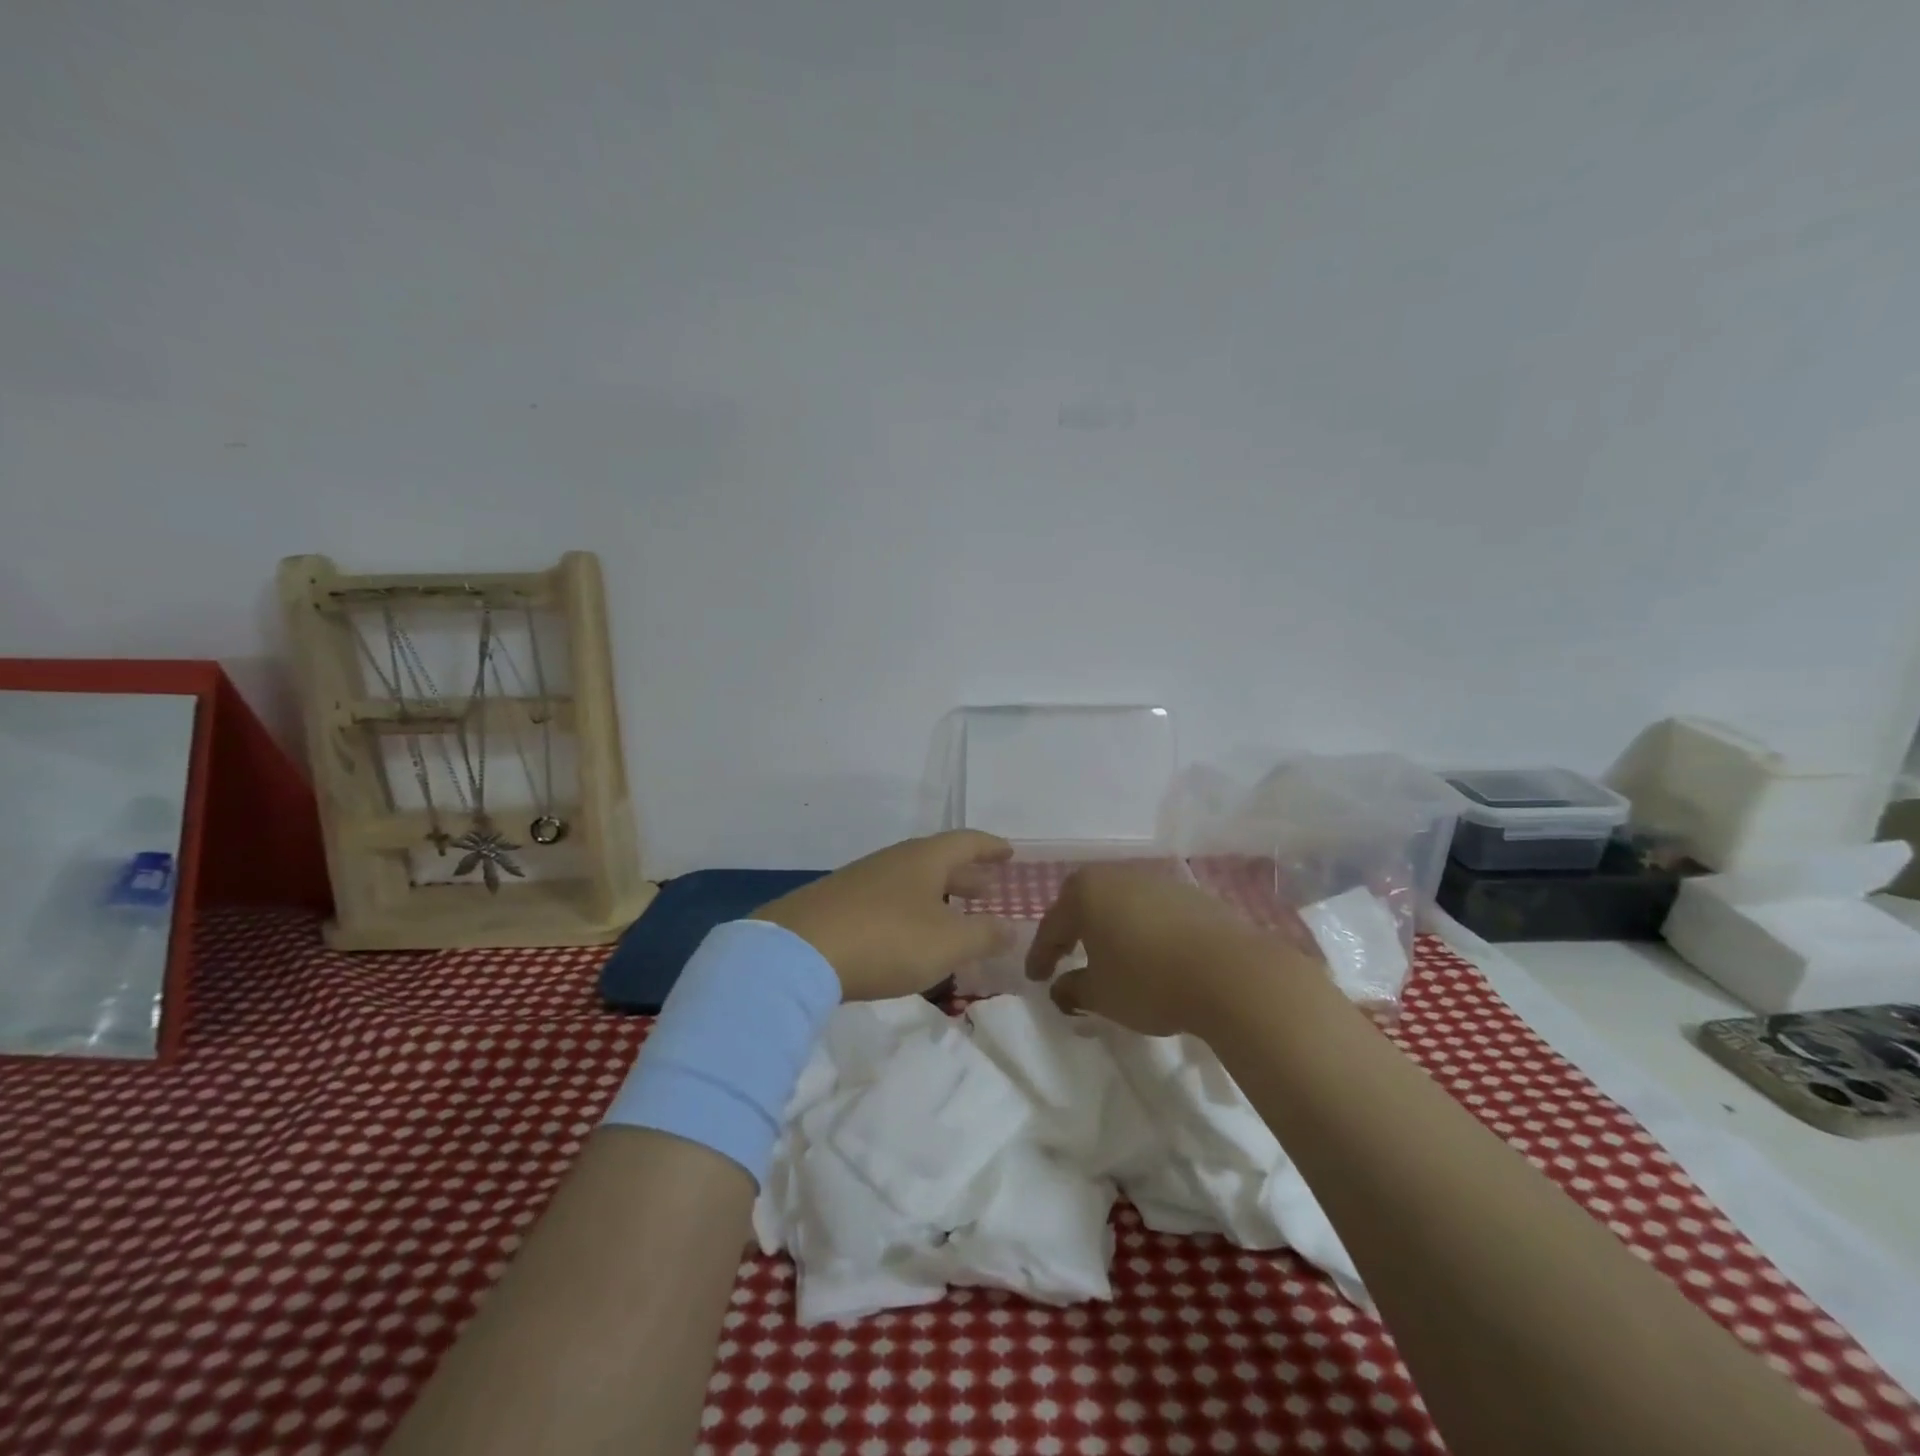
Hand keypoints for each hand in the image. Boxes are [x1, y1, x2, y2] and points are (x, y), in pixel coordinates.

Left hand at [752, 831, 1015, 1000]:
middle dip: (965, 875)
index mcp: (924, 859)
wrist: (798, 952)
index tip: (1009, 853)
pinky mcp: (838, 903)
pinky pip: (887, 899)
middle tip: (988, 888)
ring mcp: (862, 880)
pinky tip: (908, 933)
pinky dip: (909, 910)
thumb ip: (984, 935)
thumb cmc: (887, 940)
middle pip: (938, 860)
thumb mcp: (947, 943)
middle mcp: (894, 860)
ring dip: (936, 894)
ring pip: (910, 880)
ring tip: (952, 913)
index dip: (990, 848)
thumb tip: (1011, 928)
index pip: (966, 842)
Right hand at [1026, 865, 1303, 1036]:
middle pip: (1084, 901)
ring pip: (1120, 902)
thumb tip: (1060, 988)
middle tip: (1065, 954)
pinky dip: (1142, 928)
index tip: (1035, 979)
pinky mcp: (1191, 895)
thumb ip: (1073, 989)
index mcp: (1086, 893)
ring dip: (1109, 926)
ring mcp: (1157, 881)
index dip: (1040, 955)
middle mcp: (1118, 876)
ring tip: (1109, 955)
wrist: (1231, 973)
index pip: (1052, 925)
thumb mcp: (1101, 995)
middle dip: (1072, 928)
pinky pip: (1152, 909)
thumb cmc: (1149, 981)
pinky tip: (1150, 953)